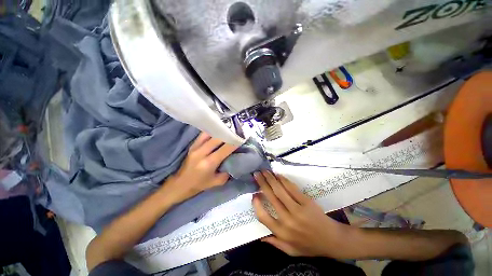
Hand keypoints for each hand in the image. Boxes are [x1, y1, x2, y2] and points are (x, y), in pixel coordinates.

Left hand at [163, 132, 238, 201]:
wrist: (180, 184)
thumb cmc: (199, 185)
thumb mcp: (217, 182)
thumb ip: (227, 171)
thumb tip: (235, 160)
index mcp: (209, 163)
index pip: (225, 148)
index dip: (235, 142)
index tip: (242, 137)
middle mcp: (202, 152)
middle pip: (218, 138)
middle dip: (229, 133)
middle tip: (237, 130)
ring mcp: (195, 147)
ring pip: (210, 133)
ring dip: (220, 130)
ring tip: (228, 128)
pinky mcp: (192, 145)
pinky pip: (203, 134)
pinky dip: (212, 131)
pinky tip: (217, 130)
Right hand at [252, 171, 355, 258]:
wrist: (333, 241)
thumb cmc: (310, 246)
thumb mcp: (291, 251)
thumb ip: (275, 243)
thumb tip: (261, 237)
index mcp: (282, 233)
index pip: (263, 217)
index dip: (256, 204)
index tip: (254, 194)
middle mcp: (287, 220)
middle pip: (271, 197)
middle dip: (262, 183)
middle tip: (256, 174)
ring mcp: (297, 210)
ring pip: (280, 190)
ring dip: (271, 179)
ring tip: (265, 171)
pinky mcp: (306, 202)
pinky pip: (292, 188)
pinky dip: (284, 180)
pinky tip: (278, 175)